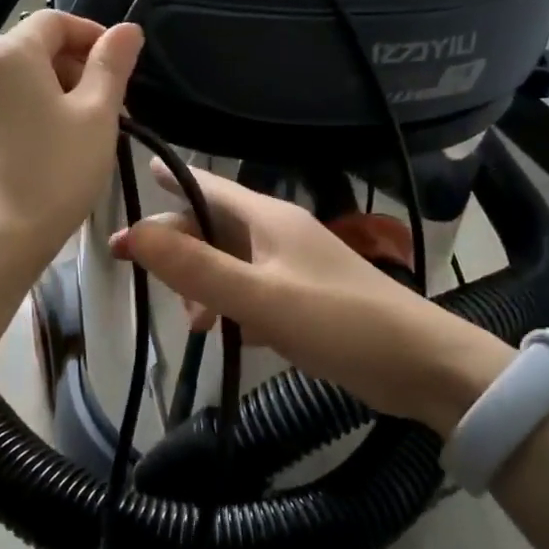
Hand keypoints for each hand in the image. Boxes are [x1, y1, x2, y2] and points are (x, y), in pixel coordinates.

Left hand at [0, 11, 143, 271]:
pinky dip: (33, 114)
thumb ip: (112, 65)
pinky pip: (5, 108)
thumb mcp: (96, 115)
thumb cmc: (53, 171)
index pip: (56, 21)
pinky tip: (54, 150)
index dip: (94, 35)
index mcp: (9, 52)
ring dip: (58, 93)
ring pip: (20, 82)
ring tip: (87, 132)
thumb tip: (127, 29)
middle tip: (112, 107)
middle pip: (35, 49)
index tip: (122, 66)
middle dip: (78, 68)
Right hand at [111, 162, 514, 433]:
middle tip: (136, 272)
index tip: (128, 189)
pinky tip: (227, 335)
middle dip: (177, 248)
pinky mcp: (304, 300)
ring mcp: (293, 268)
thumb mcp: (260, 297)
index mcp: (268, 219)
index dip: (166, 183)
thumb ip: (196, 268)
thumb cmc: (338, 322)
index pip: (206, 186)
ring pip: (230, 264)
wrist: (419, 364)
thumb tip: (134, 233)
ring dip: (204, 286)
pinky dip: (232, 308)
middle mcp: (278, 235)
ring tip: (194, 324)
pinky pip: (252, 293)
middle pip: (212, 228)